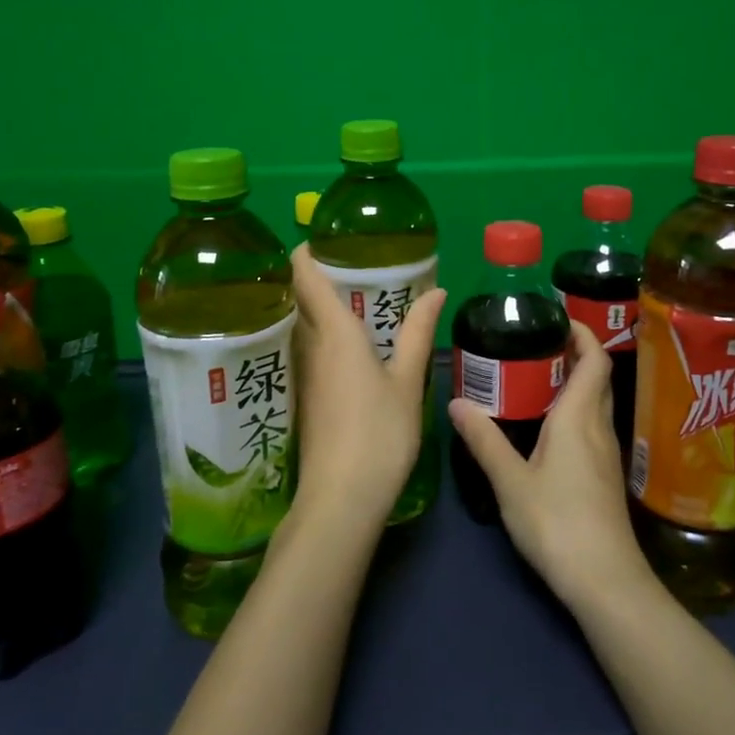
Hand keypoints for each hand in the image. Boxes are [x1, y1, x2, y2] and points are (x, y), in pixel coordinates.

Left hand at [288, 244, 445, 533]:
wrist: (341, 498)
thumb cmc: (379, 433)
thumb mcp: (406, 381)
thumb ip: (417, 333)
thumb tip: (435, 290)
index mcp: (335, 333)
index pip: (306, 277)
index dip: (306, 252)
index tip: (321, 236)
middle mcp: (310, 347)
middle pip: (299, 299)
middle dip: (313, 276)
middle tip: (347, 263)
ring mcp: (303, 374)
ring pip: (301, 326)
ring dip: (314, 306)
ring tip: (348, 297)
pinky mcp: (303, 397)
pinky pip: (306, 351)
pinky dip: (319, 336)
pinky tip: (344, 345)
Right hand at [447, 323, 655, 613]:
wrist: (605, 580)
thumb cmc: (557, 523)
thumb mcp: (510, 481)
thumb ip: (484, 440)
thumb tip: (456, 402)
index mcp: (579, 418)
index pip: (593, 361)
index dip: (583, 334)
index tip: (558, 317)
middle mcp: (599, 428)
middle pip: (596, 379)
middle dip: (575, 354)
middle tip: (536, 343)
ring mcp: (607, 454)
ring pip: (595, 404)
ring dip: (574, 383)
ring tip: (535, 377)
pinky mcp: (605, 477)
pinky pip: (592, 427)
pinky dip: (574, 411)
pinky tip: (546, 427)